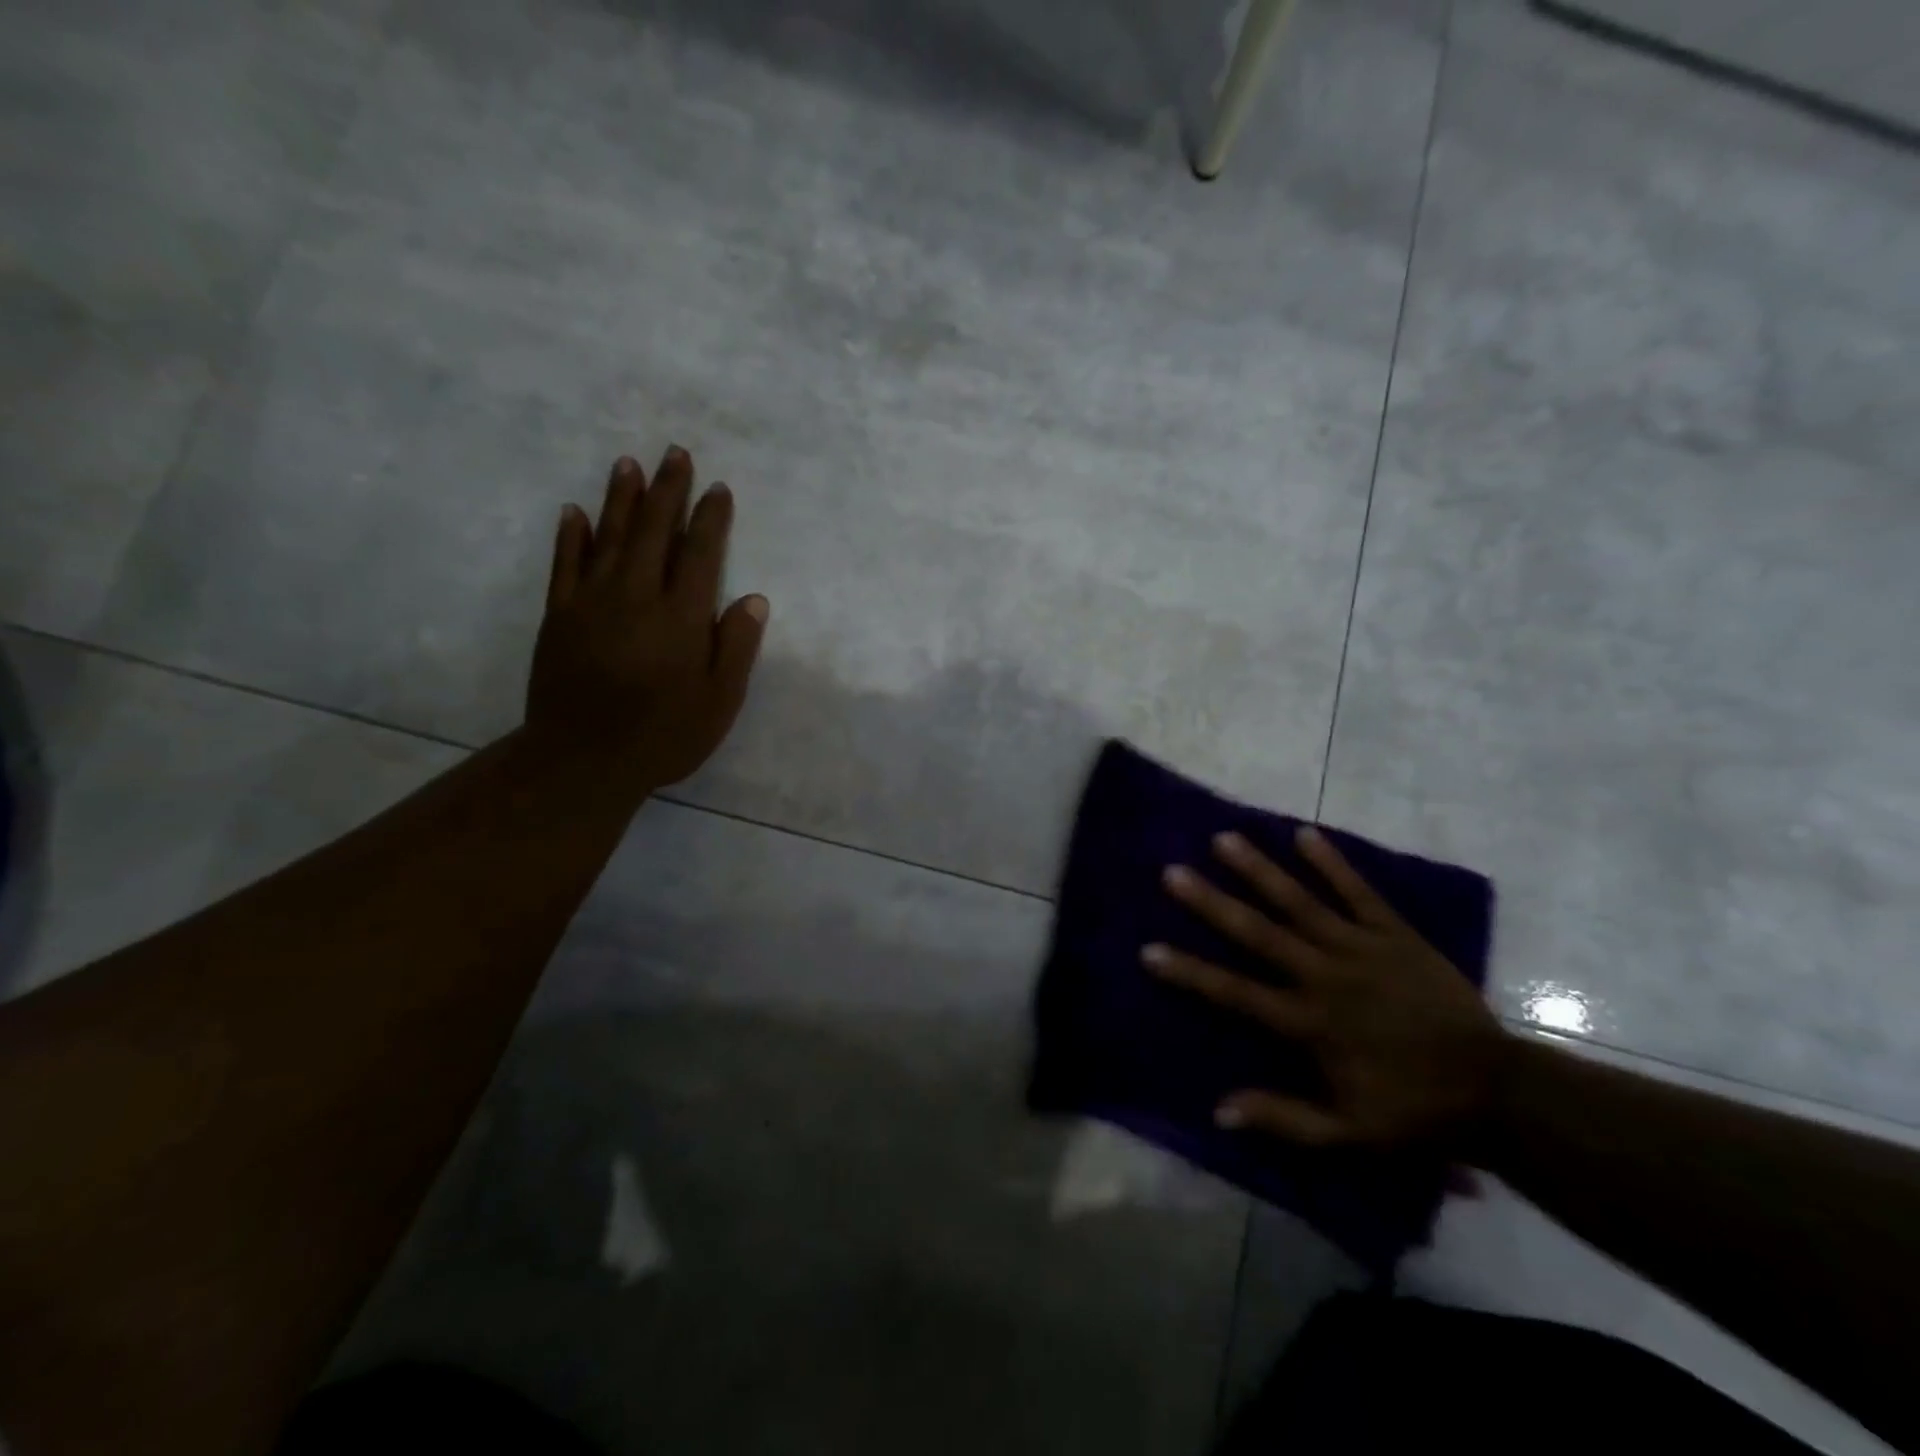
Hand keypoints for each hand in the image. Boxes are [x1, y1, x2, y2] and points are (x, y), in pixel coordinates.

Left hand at [526, 446, 767, 790]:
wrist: (582, 760)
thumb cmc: (663, 735)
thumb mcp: (719, 701)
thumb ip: (736, 647)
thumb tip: (754, 599)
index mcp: (681, 617)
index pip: (701, 554)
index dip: (711, 519)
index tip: (718, 489)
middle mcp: (637, 596)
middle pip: (653, 531)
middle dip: (667, 490)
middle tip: (675, 453)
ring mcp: (592, 602)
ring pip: (608, 537)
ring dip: (620, 498)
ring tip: (629, 464)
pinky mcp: (560, 616)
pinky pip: (565, 565)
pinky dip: (571, 536)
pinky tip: (575, 512)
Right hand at [1143, 827, 1509, 1152]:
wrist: (1498, 1092)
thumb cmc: (1414, 1112)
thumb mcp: (1348, 1135)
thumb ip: (1283, 1120)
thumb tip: (1218, 1110)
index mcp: (1309, 1023)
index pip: (1235, 994)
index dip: (1190, 972)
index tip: (1149, 950)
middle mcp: (1325, 976)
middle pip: (1258, 934)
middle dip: (1211, 902)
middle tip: (1173, 872)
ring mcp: (1361, 949)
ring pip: (1300, 902)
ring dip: (1259, 870)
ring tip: (1224, 838)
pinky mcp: (1395, 934)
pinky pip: (1359, 892)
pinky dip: (1332, 863)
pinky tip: (1305, 833)